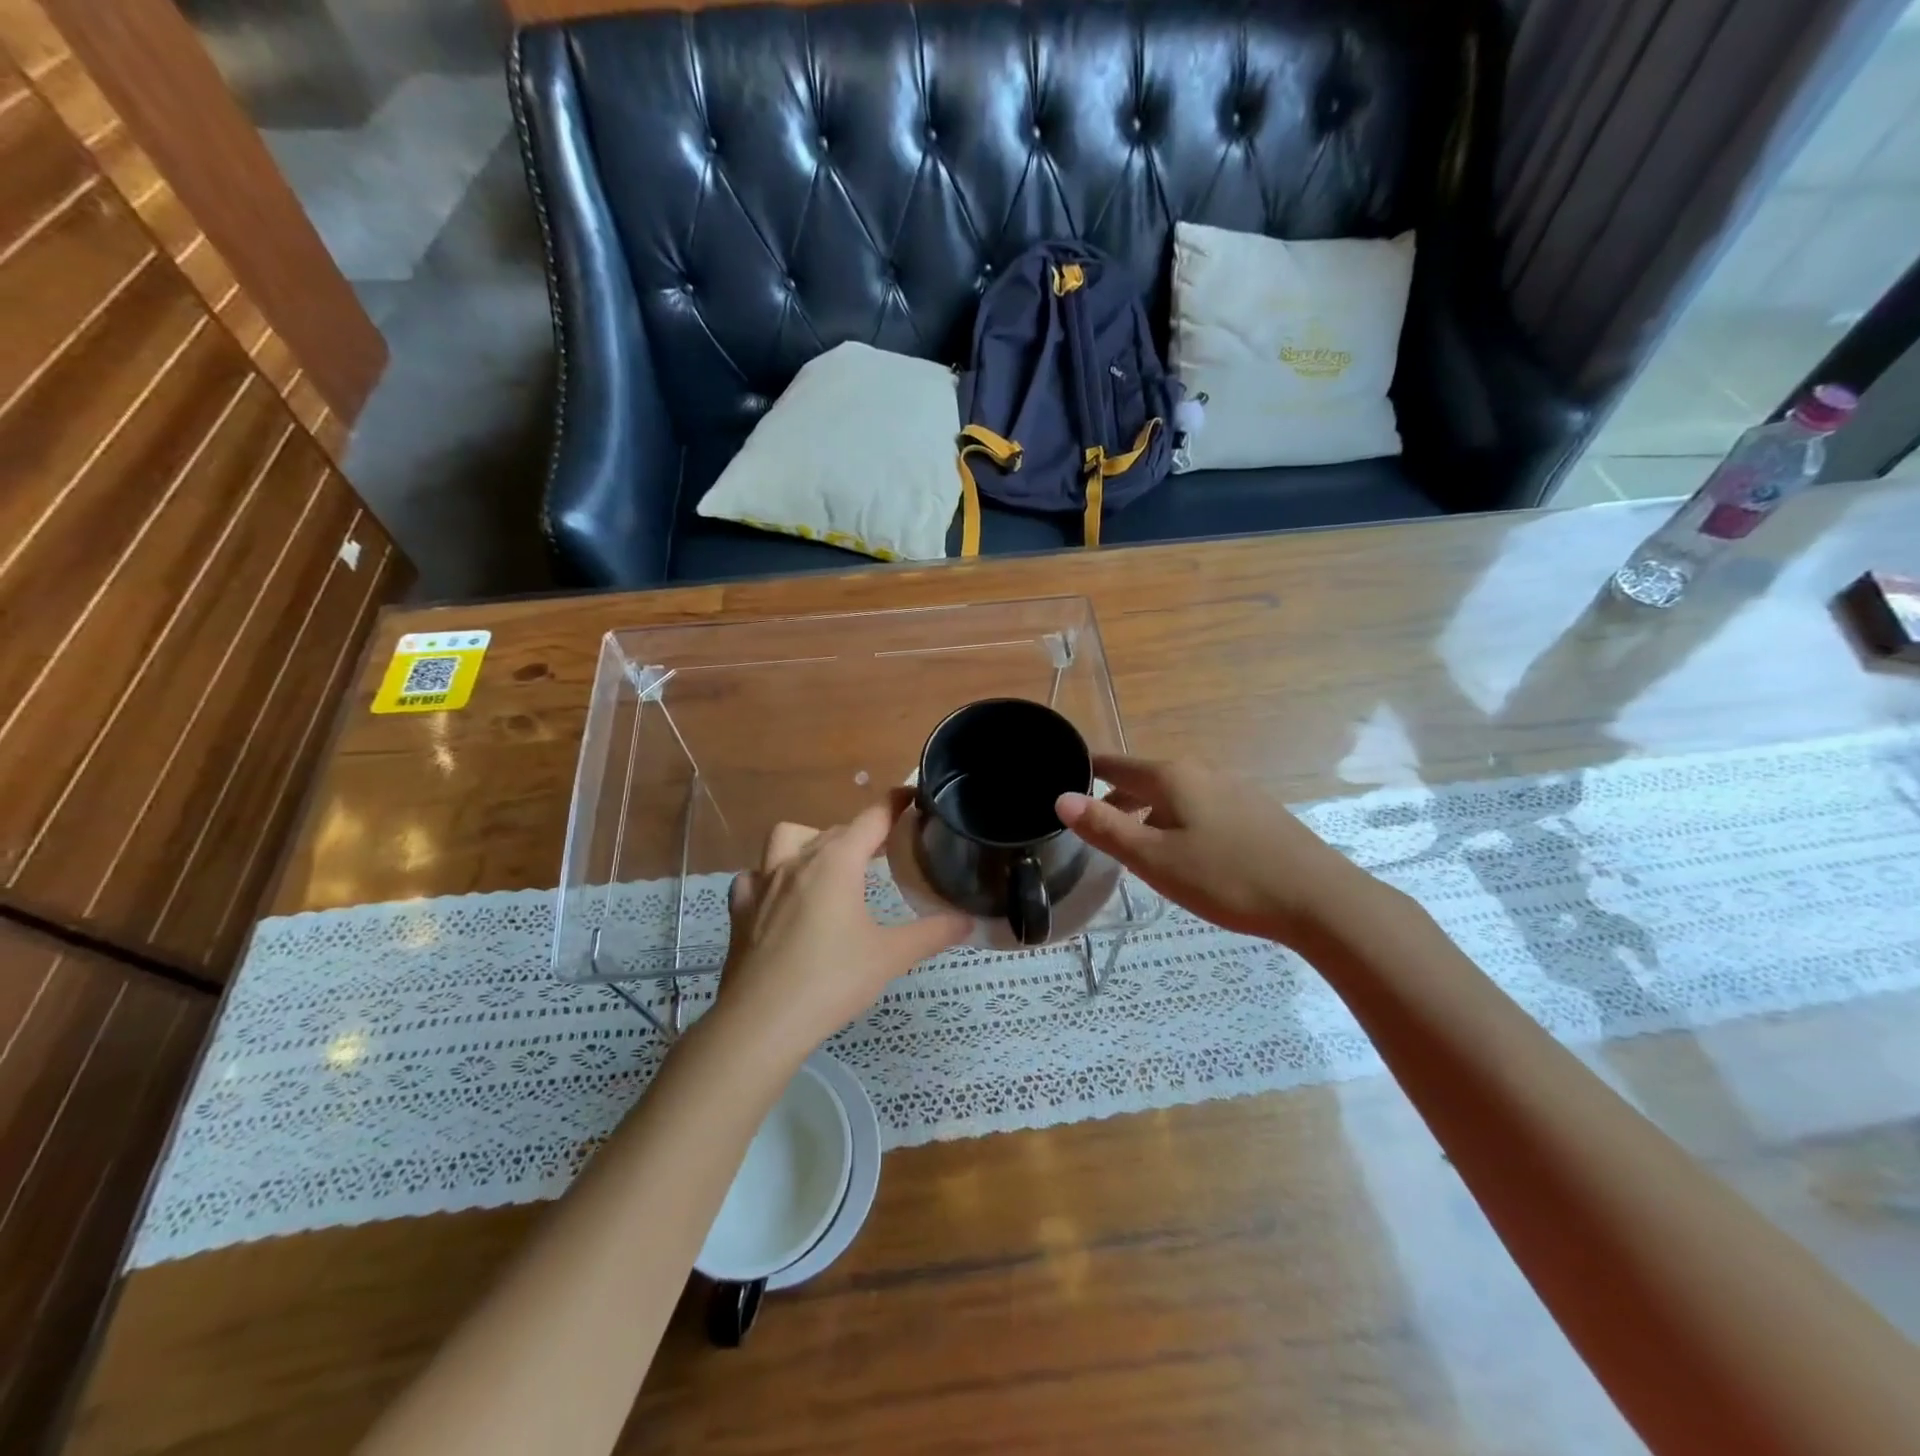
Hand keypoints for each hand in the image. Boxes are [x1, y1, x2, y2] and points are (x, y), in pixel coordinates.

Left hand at [711, 794, 969, 1062]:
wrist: (760, 1022)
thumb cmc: (831, 982)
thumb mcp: (890, 957)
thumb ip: (931, 934)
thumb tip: (969, 921)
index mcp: (837, 863)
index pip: (872, 818)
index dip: (895, 804)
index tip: (911, 796)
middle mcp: (798, 861)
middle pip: (834, 830)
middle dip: (861, 833)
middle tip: (883, 851)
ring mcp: (763, 882)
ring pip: (787, 838)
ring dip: (810, 840)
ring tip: (828, 865)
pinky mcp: (740, 908)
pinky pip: (754, 876)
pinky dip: (770, 876)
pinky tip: (781, 897)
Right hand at [1056, 755, 1378, 946]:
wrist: (1318, 899)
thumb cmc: (1227, 878)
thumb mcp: (1155, 859)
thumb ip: (1106, 828)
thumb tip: (1061, 798)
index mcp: (1172, 777)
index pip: (1116, 764)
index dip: (1088, 771)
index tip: (1065, 781)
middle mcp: (1202, 771)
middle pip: (1146, 779)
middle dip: (1117, 798)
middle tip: (1093, 825)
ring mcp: (1234, 788)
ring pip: (1175, 795)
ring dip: (1149, 813)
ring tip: (1135, 845)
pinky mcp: (1256, 811)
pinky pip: (1201, 807)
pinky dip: (1179, 821)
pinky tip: (1186, 853)